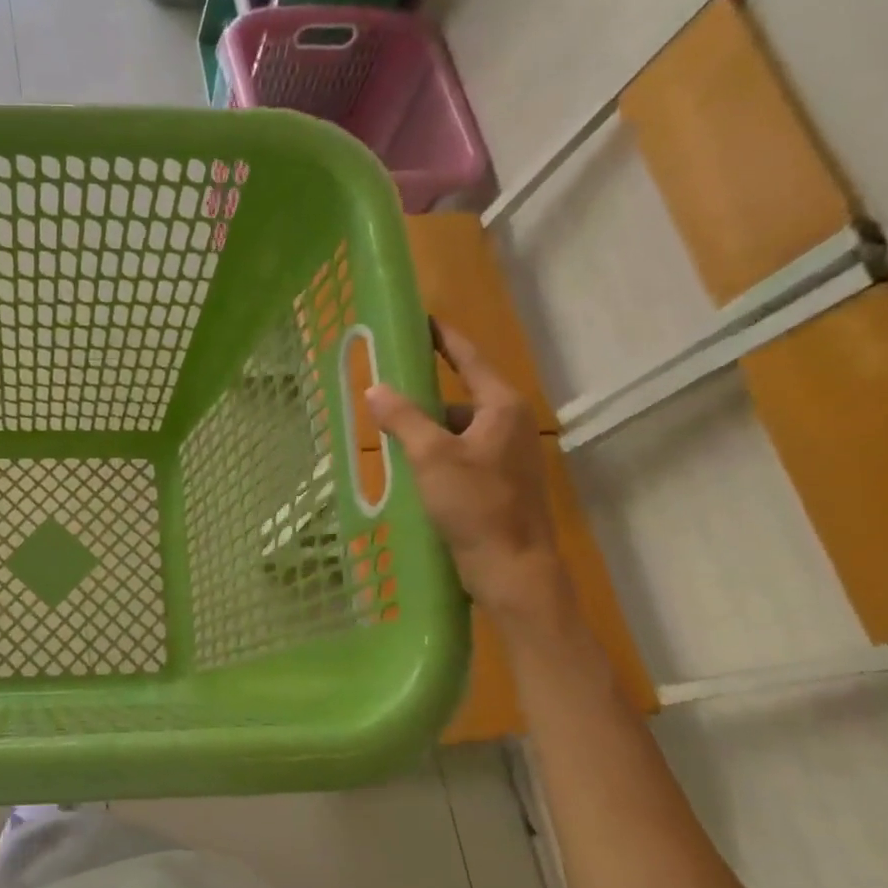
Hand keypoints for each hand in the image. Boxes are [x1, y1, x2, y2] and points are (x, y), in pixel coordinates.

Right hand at [364, 322, 569, 621]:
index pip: (469, 358)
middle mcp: (511, 425)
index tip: (420, 319)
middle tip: (385, 394)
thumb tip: (375, 388)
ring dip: (427, 433)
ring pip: (458, 431)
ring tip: (389, 441)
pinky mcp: (500, 483)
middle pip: (461, 397)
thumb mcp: (432, 457)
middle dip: (424, 397)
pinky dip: (436, 456)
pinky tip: (411, 472)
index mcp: (502, 408)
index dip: (442, 338)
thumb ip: (403, 419)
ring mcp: (507, 456)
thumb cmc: (476, 505)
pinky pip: (461, 455)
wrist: (512, 568)